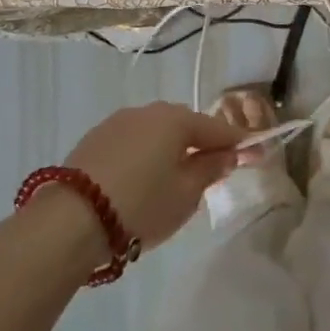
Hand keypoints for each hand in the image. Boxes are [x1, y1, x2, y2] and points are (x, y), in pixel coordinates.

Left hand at [56, 102, 252, 256]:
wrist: (71, 219)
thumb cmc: (141, 205)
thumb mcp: (186, 195)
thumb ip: (210, 170)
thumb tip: (224, 155)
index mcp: (175, 119)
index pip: (218, 129)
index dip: (241, 144)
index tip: (259, 154)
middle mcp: (148, 111)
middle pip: (186, 125)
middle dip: (203, 144)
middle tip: (214, 170)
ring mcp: (118, 122)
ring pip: (157, 132)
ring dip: (171, 149)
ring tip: (175, 178)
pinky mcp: (95, 138)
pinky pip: (134, 141)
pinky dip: (145, 155)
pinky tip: (142, 179)